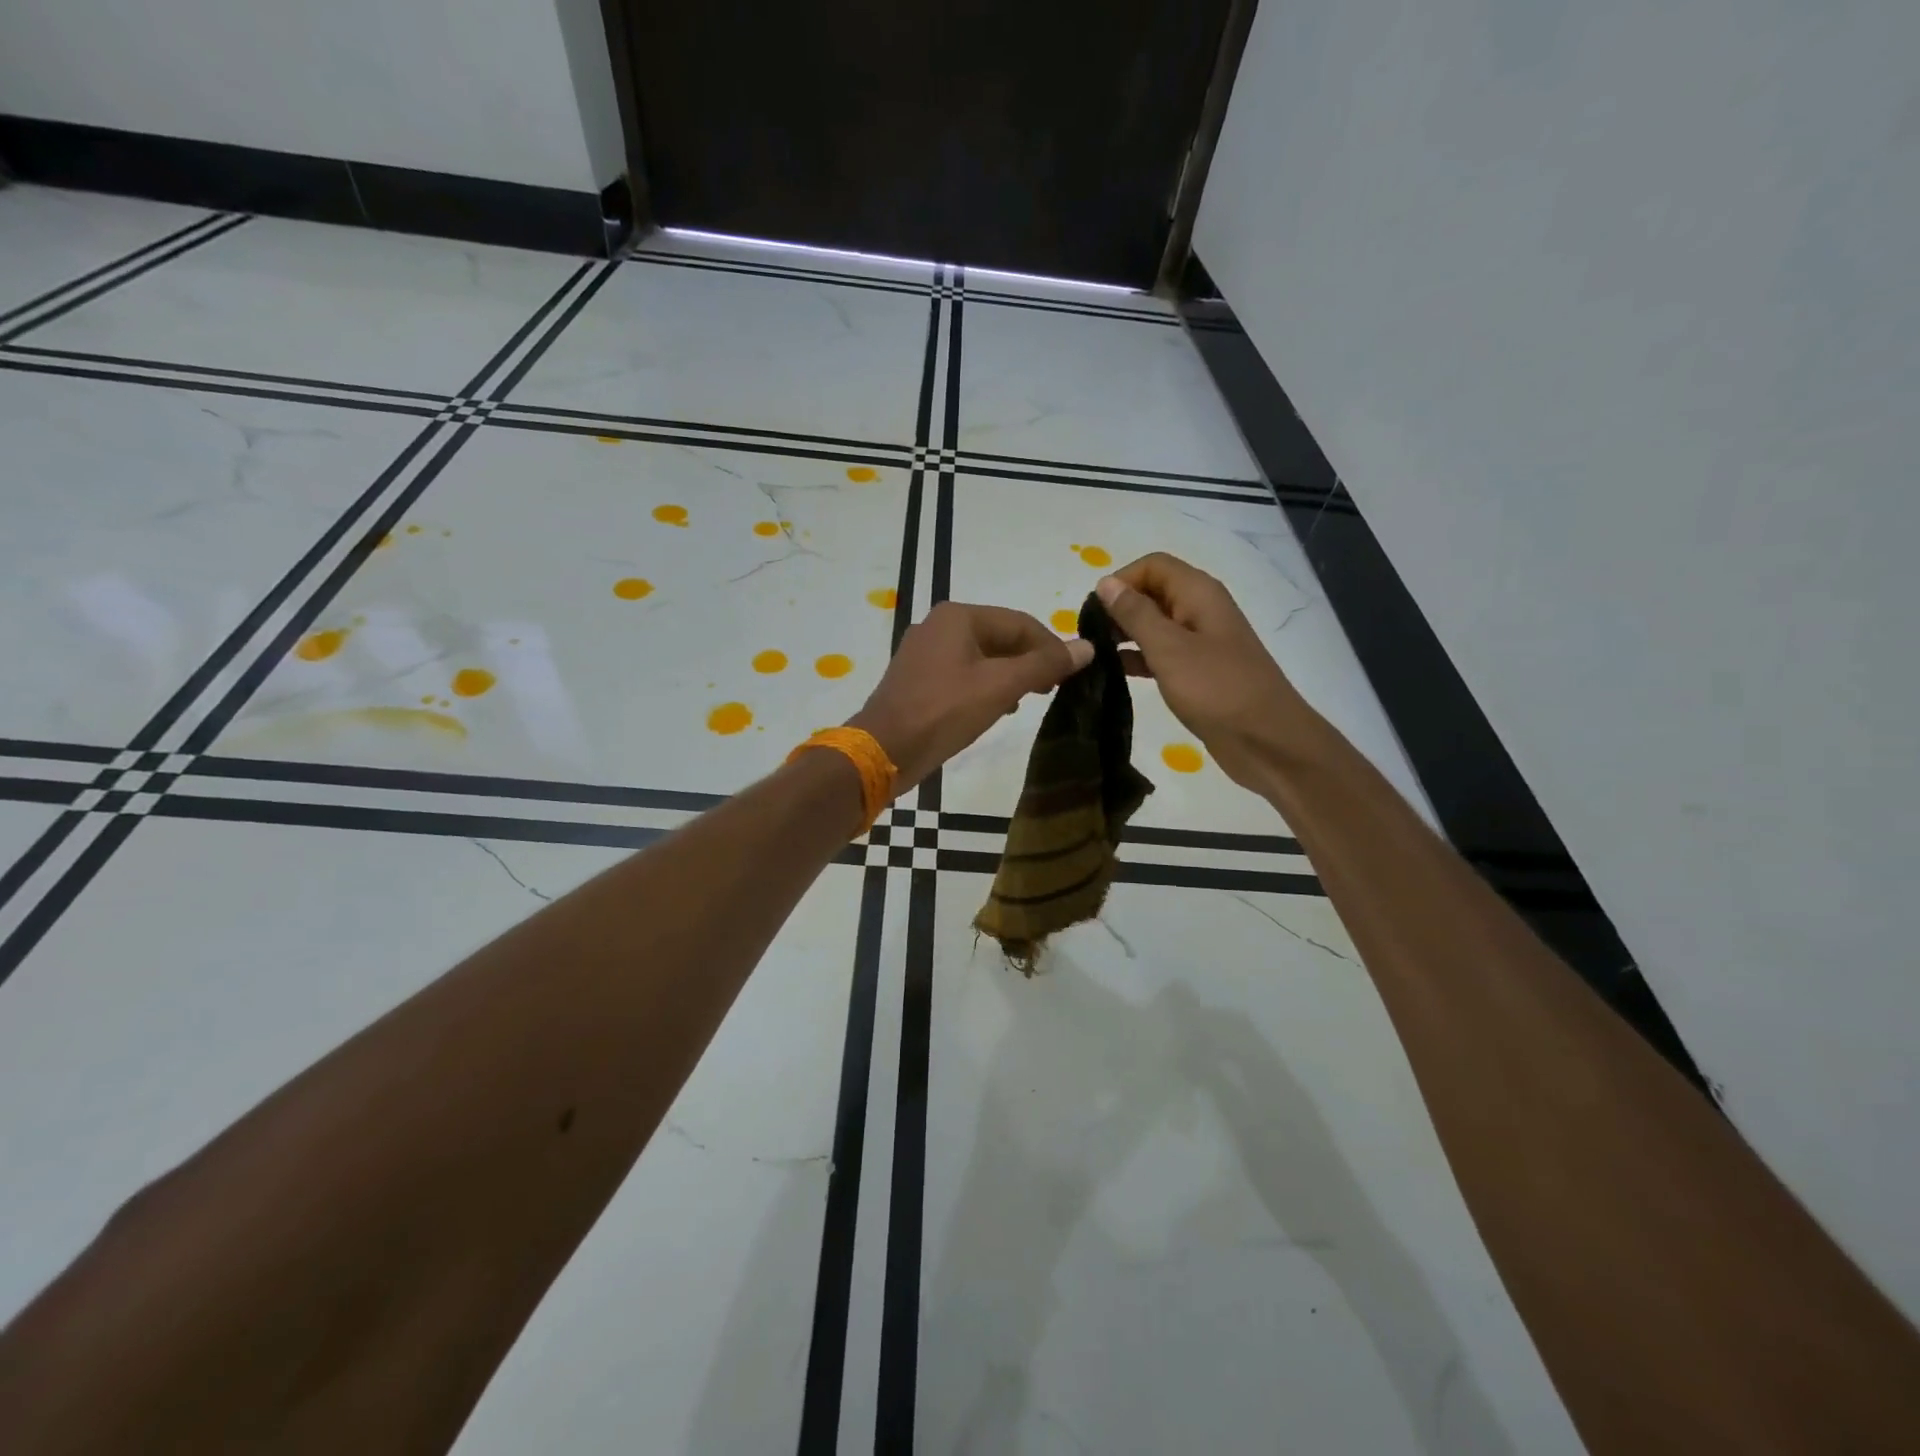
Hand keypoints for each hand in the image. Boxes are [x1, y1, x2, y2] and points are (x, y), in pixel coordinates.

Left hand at [848, 602, 1093, 792]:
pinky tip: (998, 709)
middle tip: (1053, 690)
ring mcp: (924, 653)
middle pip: (1000, 637)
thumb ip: (1044, 664)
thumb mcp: (1001, 686)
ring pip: (982, 657)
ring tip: (1029, 701)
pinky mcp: (918, 679)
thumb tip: (1087, 647)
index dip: (1052, 646)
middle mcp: (939, 626)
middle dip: (1030, 662)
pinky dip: (985, 686)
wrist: (884, 750)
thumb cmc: (944, 711)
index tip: (1073, 674)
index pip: (1020, 623)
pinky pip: (963, 674)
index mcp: (958, 616)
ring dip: (1010, 676)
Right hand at [1096, 554, 1318, 787]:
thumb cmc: (1216, 689)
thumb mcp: (1169, 648)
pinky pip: (1160, 654)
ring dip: (1124, 635)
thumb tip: (1105, 584)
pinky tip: (1113, 674)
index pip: (1152, 565)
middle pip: (1152, 592)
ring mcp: (1200, 642)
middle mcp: (1200, 610)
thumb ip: (1135, 614)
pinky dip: (1137, 658)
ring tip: (1094, 656)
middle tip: (1088, 637)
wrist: (1266, 740)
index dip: (1121, 580)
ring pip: (1154, 625)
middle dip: (1119, 608)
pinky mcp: (1197, 671)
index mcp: (1199, 593)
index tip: (1093, 611)